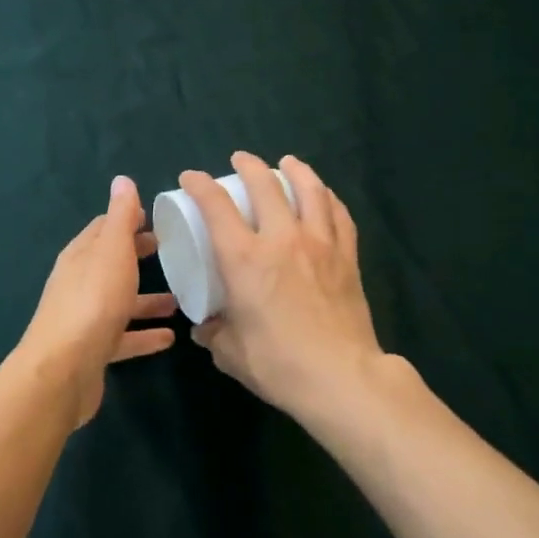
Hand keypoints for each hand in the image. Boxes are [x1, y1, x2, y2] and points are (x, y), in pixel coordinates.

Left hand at [17, 176, 177, 426]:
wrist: (64, 369)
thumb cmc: (93, 301)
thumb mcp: (112, 251)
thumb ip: (120, 217)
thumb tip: (122, 180)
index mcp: (81, 256)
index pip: (103, 229)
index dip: (127, 220)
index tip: (155, 218)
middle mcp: (79, 283)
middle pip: (111, 264)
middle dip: (137, 256)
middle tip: (170, 251)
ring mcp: (85, 318)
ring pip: (120, 302)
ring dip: (146, 299)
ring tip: (179, 300)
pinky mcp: (94, 351)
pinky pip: (124, 337)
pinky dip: (144, 335)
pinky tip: (169, 338)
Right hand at [182, 152, 384, 421]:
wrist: (341, 378)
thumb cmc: (278, 365)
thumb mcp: (230, 353)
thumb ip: (214, 334)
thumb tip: (205, 327)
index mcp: (244, 259)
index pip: (216, 206)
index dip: (200, 185)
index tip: (191, 178)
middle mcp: (281, 239)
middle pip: (265, 185)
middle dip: (248, 166)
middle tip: (240, 160)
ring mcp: (319, 244)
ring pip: (309, 190)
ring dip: (295, 170)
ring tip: (287, 162)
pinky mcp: (347, 257)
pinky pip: (339, 214)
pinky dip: (328, 198)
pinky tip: (324, 195)